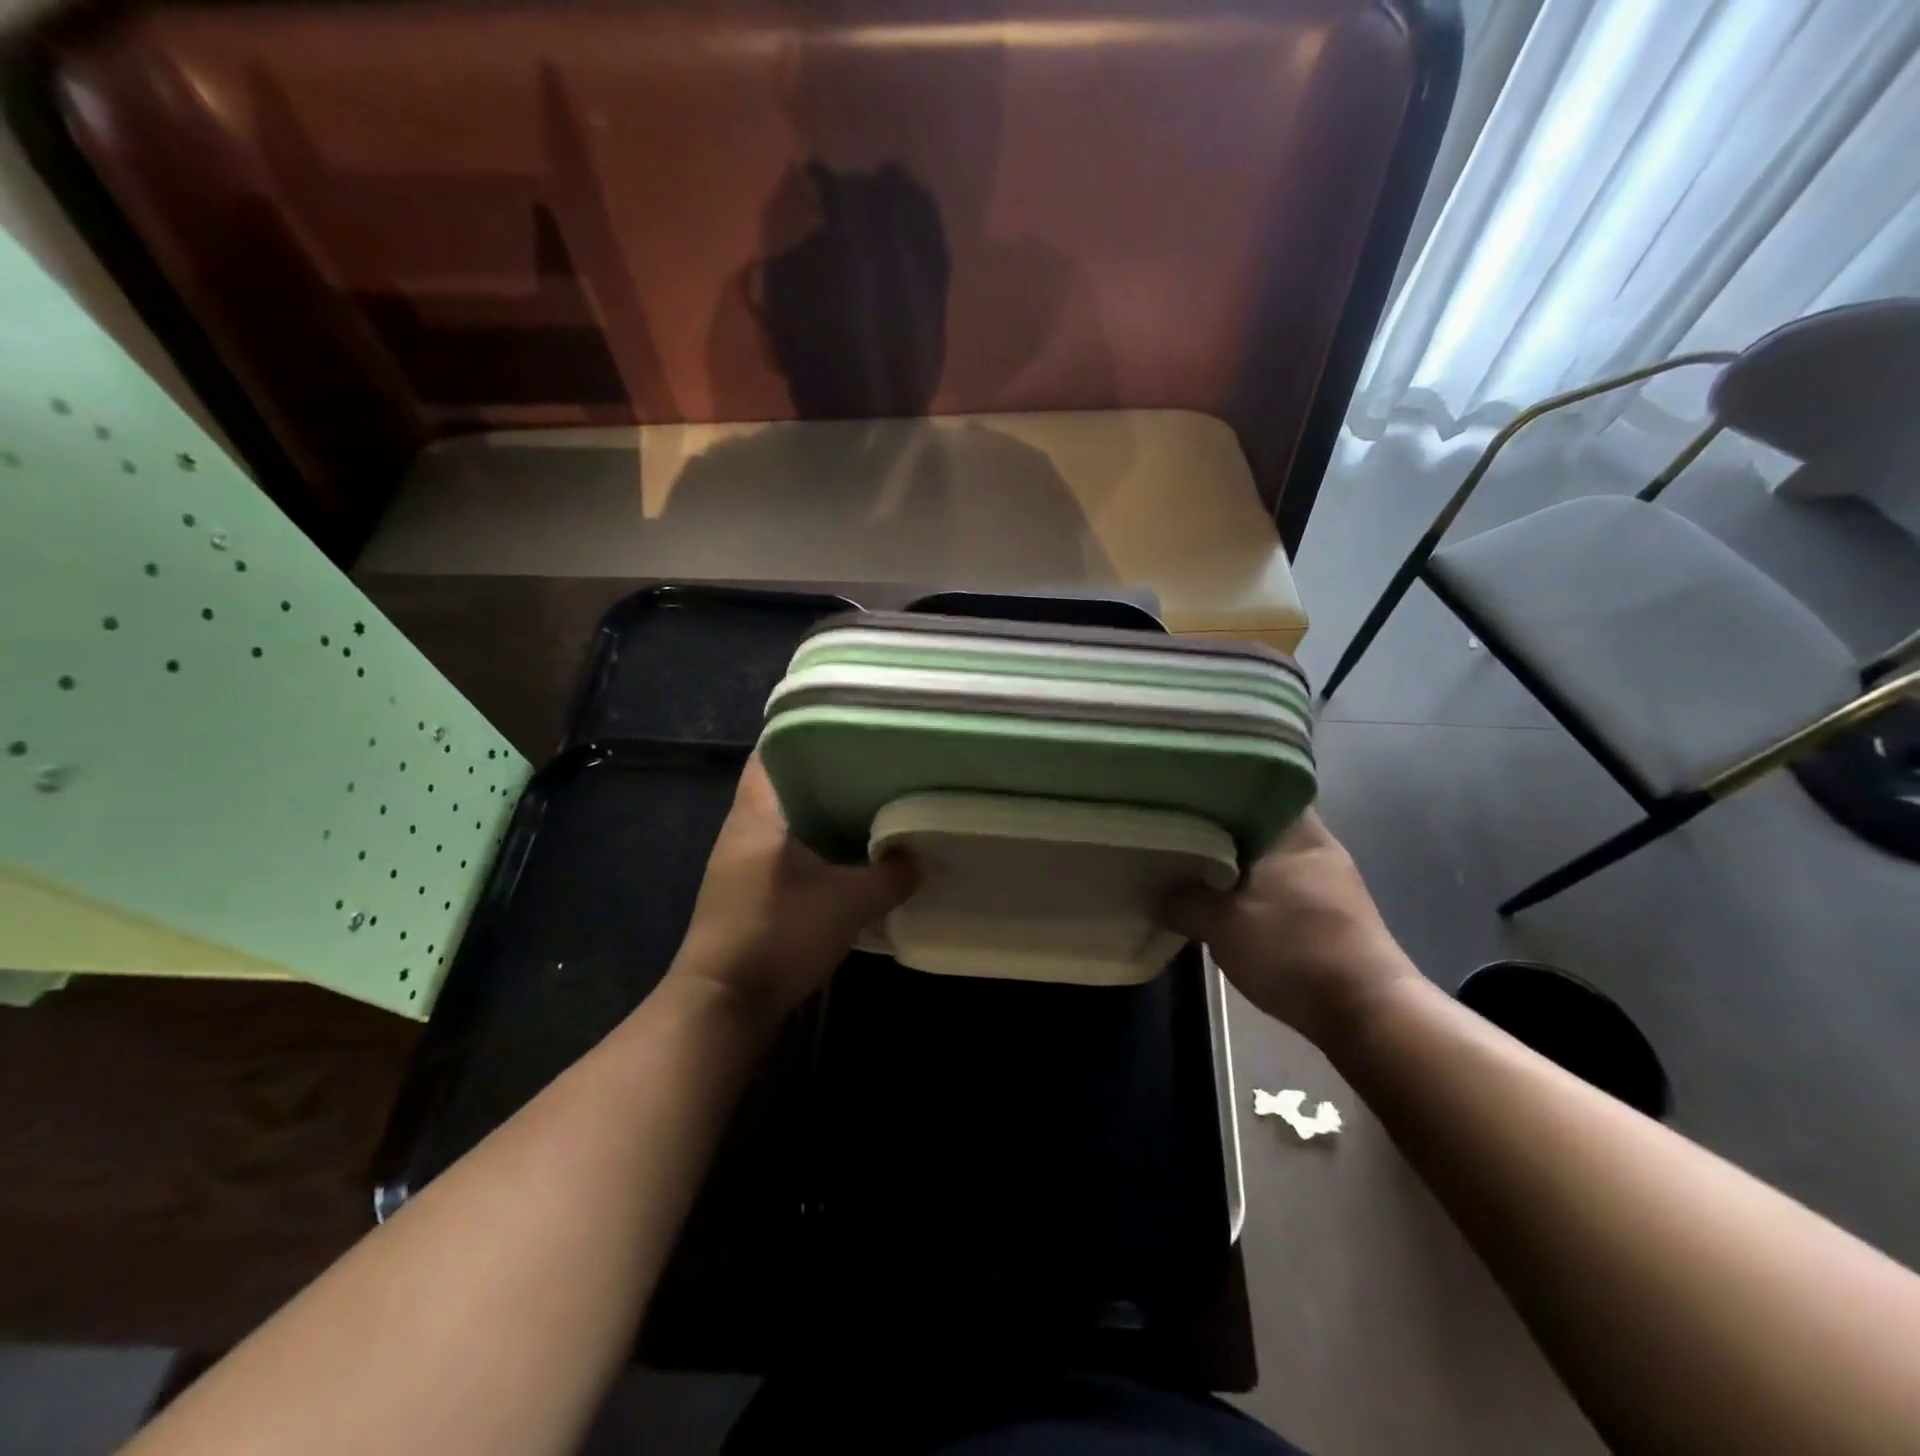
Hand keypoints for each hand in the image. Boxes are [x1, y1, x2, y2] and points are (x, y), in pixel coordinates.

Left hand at [668, 754, 915, 1023]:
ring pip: (789, 820)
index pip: (771, 750)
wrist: (723, 1006)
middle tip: (875, 764)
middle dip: (827, 773)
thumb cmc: (778, 935)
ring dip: (824, 813)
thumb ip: (891, 875)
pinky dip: (818, 846)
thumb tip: (919, 857)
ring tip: (872, 803)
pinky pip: (789, 851)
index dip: (806, 732)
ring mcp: (742, 862)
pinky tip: (852, 855)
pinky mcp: (750, 891)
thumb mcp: (848, 903)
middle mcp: (743, 829)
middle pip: (785, 783)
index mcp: (756, 813)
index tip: (850, 727)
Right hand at [1161, 810, 1415, 1045]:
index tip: (1179, 793)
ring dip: (1233, 860)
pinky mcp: (1329, 910)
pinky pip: (1277, 881)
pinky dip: (1250, 885)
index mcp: (1294, 829)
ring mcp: (1327, 877)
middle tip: (1172, 830)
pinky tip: (1223, 899)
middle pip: (1255, 819)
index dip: (1213, 786)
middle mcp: (1315, 843)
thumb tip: (1157, 891)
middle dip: (1215, 826)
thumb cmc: (1292, 949)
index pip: (1252, 784)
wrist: (1365, 1013)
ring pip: (1266, 853)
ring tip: (1189, 864)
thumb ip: (1182, 900)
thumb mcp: (1220, 924)